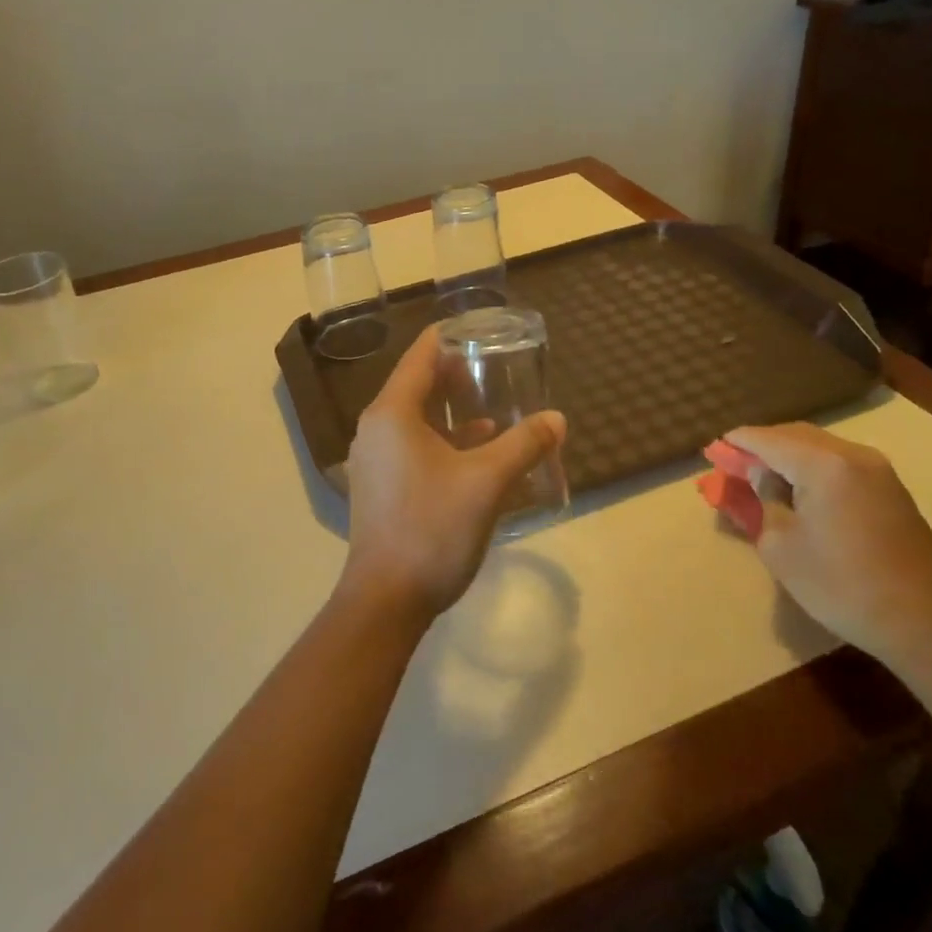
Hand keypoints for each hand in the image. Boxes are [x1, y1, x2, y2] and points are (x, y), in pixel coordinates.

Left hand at [342, 325, 566, 615]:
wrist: (387, 600)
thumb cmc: (433, 529)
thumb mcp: (488, 482)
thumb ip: (524, 444)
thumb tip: (556, 418)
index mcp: (392, 414)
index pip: (421, 355)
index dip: (452, 337)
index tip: (485, 331)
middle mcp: (376, 429)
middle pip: (418, 385)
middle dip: (457, 375)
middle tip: (498, 368)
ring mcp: (374, 460)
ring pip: (417, 420)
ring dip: (453, 412)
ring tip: (494, 408)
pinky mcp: (380, 487)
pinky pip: (413, 447)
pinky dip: (444, 441)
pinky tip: (478, 452)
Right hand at [725, 423, 931, 665]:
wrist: (922, 620)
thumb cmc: (839, 584)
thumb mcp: (781, 546)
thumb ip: (764, 500)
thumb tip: (761, 477)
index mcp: (822, 464)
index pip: (767, 440)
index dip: (738, 442)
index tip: (715, 447)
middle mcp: (852, 455)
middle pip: (795, 436)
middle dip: (763, 446)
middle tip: (736, 463)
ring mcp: (878, 470)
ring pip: (821, 447)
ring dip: (789, 456)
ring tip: (765, 476)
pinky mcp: (891, 489)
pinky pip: (840, 463)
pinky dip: (813, 467)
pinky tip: (800, 489)